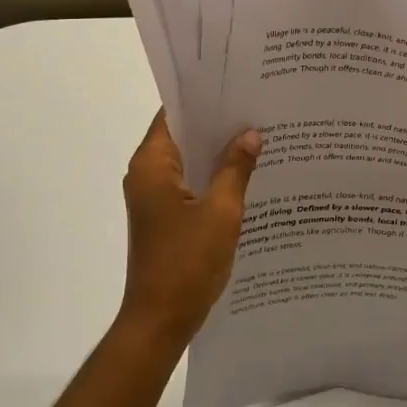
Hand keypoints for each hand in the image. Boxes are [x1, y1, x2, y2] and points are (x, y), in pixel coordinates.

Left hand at [120, 111, 261, 352]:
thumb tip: (250, 134)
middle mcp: (147, 175)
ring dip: (217, 153)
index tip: (236, 85)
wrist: (160, 321)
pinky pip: (191, 185)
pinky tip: (247, 175)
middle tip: (258, 108)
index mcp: (151, 165)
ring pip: (189, 162)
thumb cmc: (187, 263)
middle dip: (217, 124)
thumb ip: (236, 169)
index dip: (203, 98)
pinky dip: (214, 178)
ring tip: (260, 136)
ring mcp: (155, 198)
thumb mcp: (221, 212)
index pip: (174, 114)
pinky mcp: (165, 217)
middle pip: (183, 136)